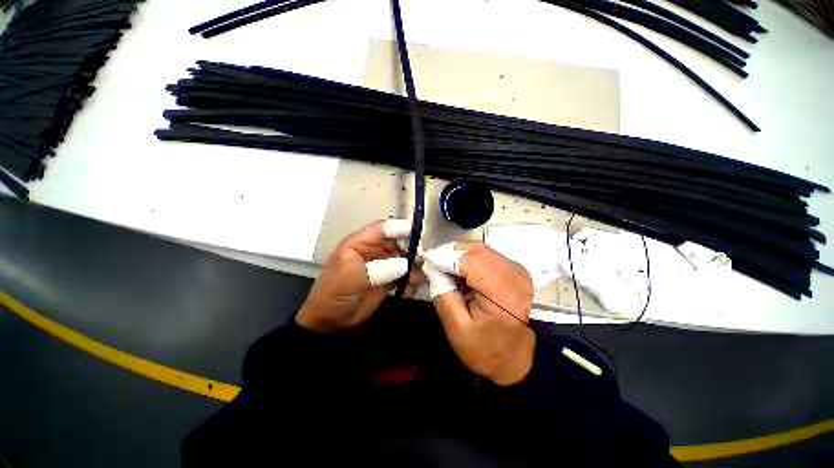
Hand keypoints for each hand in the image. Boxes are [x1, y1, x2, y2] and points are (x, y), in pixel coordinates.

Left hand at [296, 220, 421, 332]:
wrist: (331, 320)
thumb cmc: (334, 292)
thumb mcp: (352, 277)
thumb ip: (379, 268)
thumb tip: (406, 264)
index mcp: (361, 243)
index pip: (383, 228)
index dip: (400, 229)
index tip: (417, 237)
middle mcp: (374, 250)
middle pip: (399, 242)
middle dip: (411, 251)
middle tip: (419, 263)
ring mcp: (383, 264)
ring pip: (405, 258)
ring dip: (413, 268)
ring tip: (412, 281)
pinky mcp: (389, 278)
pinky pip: (406, 274)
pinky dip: (410, 280)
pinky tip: (409, 290)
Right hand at [423, 241, 535, 385]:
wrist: (514, 358)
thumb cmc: (485, 349)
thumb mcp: (456, 329)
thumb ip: (443, 295)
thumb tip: (433, 268)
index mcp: (503, 295)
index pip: (470, 261)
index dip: (445, 258)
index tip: (427, 264)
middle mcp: (514, 276)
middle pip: (476, 250)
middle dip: (451, 253)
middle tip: (434, 266)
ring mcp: (517, 270)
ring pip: (480, 249)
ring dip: (459, 255)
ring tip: (446, 271)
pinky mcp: (515, 269)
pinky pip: (487, 254)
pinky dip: (469, 259)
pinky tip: (461, 274)